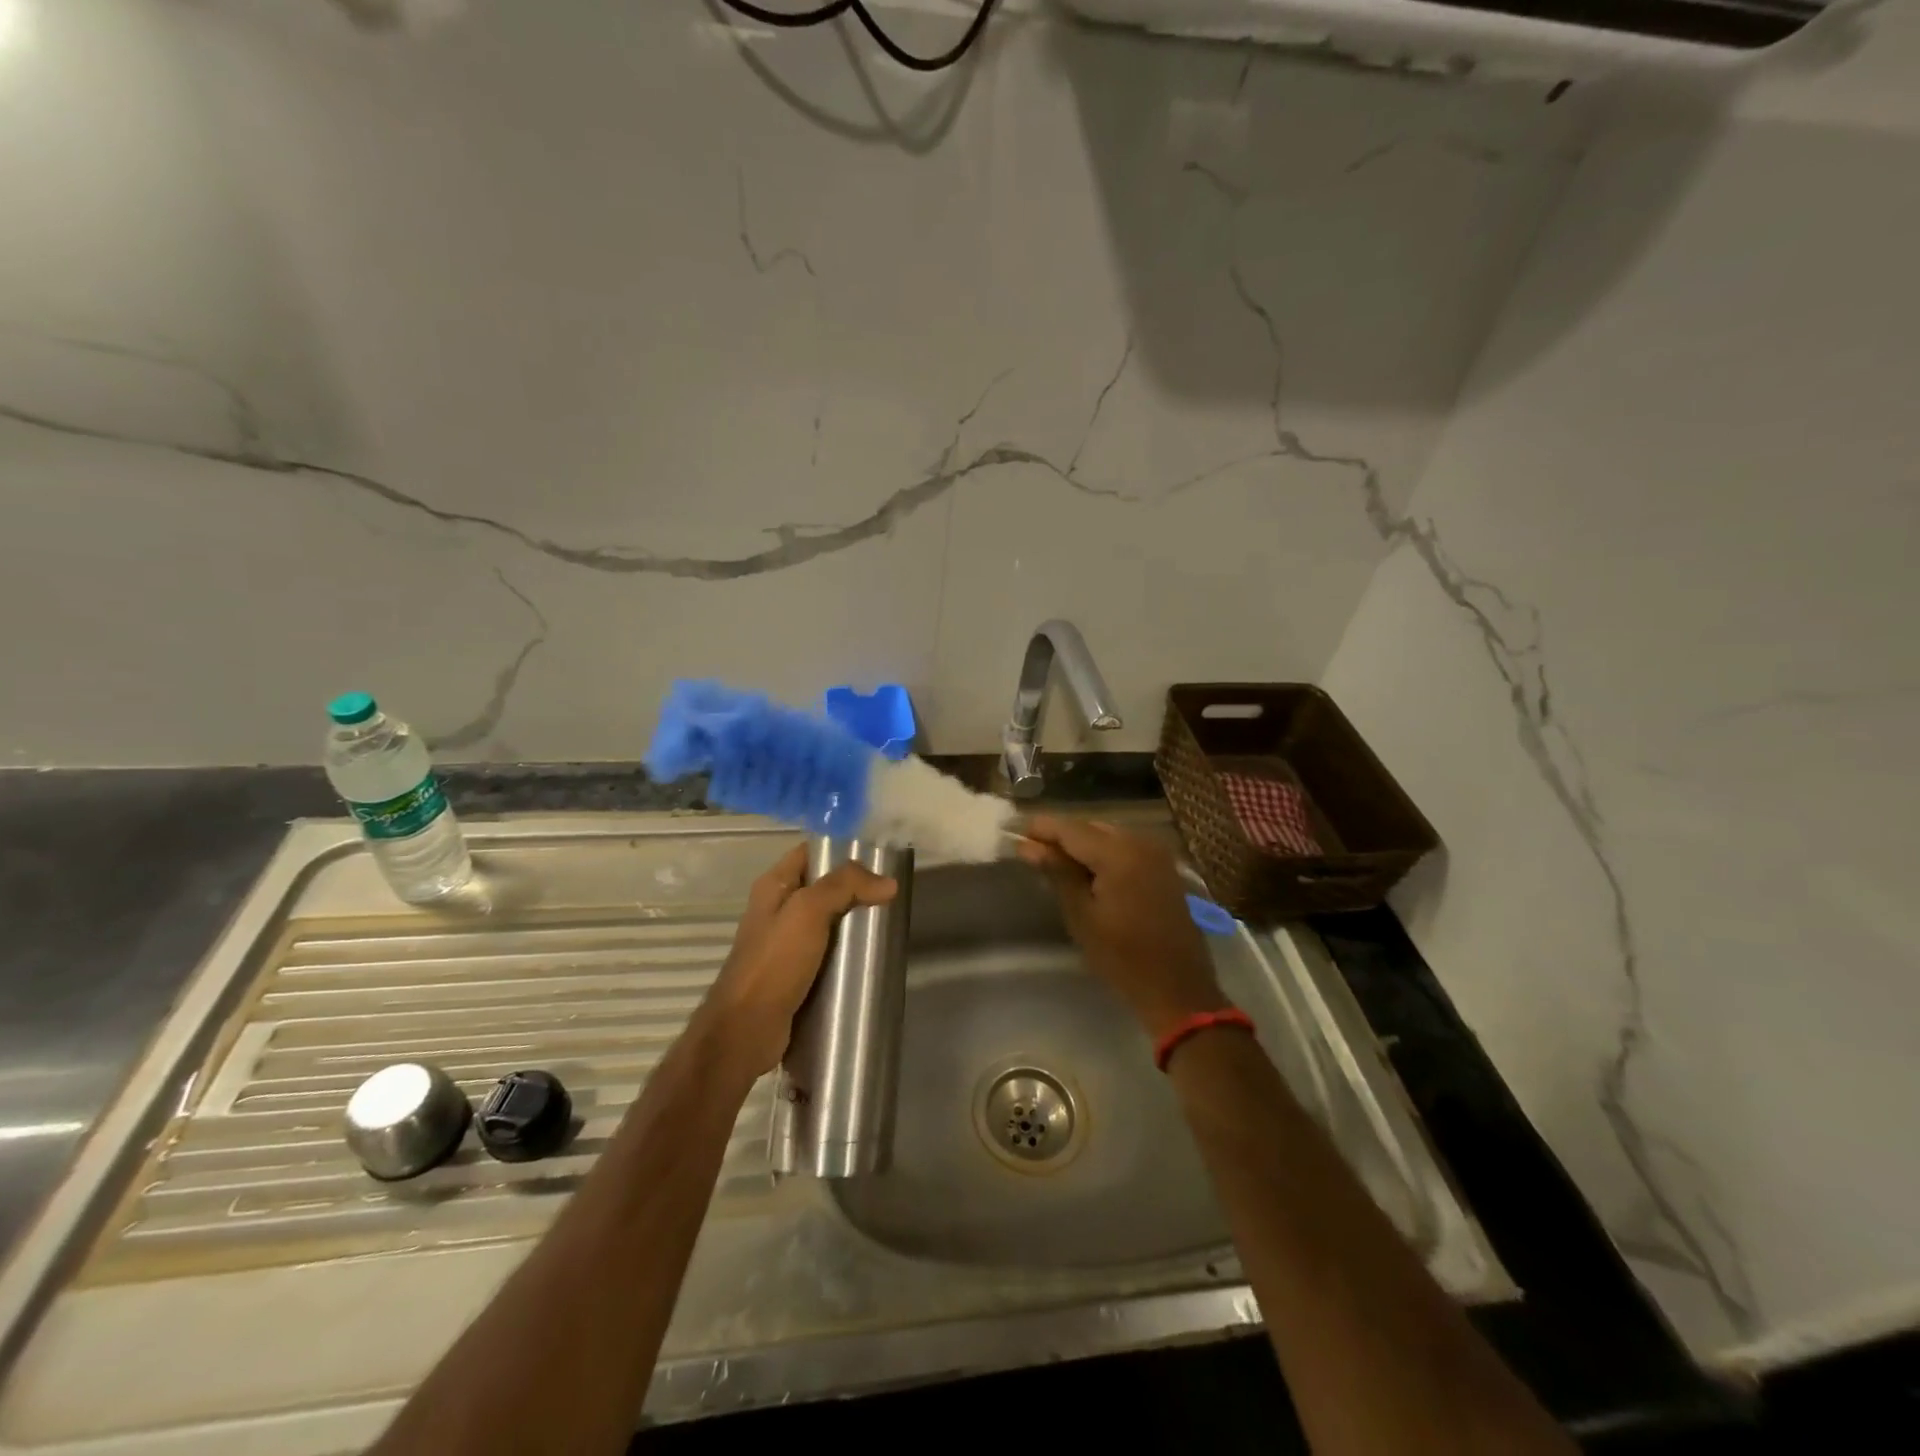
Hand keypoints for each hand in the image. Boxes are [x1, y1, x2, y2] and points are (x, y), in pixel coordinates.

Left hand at [696, 843, 897, 1078]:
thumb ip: (845, 886)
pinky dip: (846, 953)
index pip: (810, 852)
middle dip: (855, 889)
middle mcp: (777, 909)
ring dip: (853, 923)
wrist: (745, 1031)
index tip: (878, 857)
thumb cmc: (773, 963)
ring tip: (886, 925)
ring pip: (827, 922)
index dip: (841, 849)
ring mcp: (785, 944)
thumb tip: (887, 882)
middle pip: (823, 887)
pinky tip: (869, 958)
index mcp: (773, 886)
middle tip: (889, 895)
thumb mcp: (808, 912)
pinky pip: (826, 953)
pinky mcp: (795, 974)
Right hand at [1016, 815, 1226, 1041]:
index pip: (1070, 829)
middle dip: (1059, 835)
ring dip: (1080, 844)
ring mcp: (1157, 854)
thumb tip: (1027, 845)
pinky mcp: (1164, 868)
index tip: (1011, 829)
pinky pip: (1125, 848)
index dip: (1039, 827)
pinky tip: (1084, 869)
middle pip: (1090, 827)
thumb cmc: (1123, 958)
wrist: (1178, 990)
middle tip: (1027, 847)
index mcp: (1119, 852)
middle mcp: (1141, 842)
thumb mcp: (1082, 915)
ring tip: (1050, 858)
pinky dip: (1102, 853)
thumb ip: (1057, 872)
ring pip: (1107, 836)